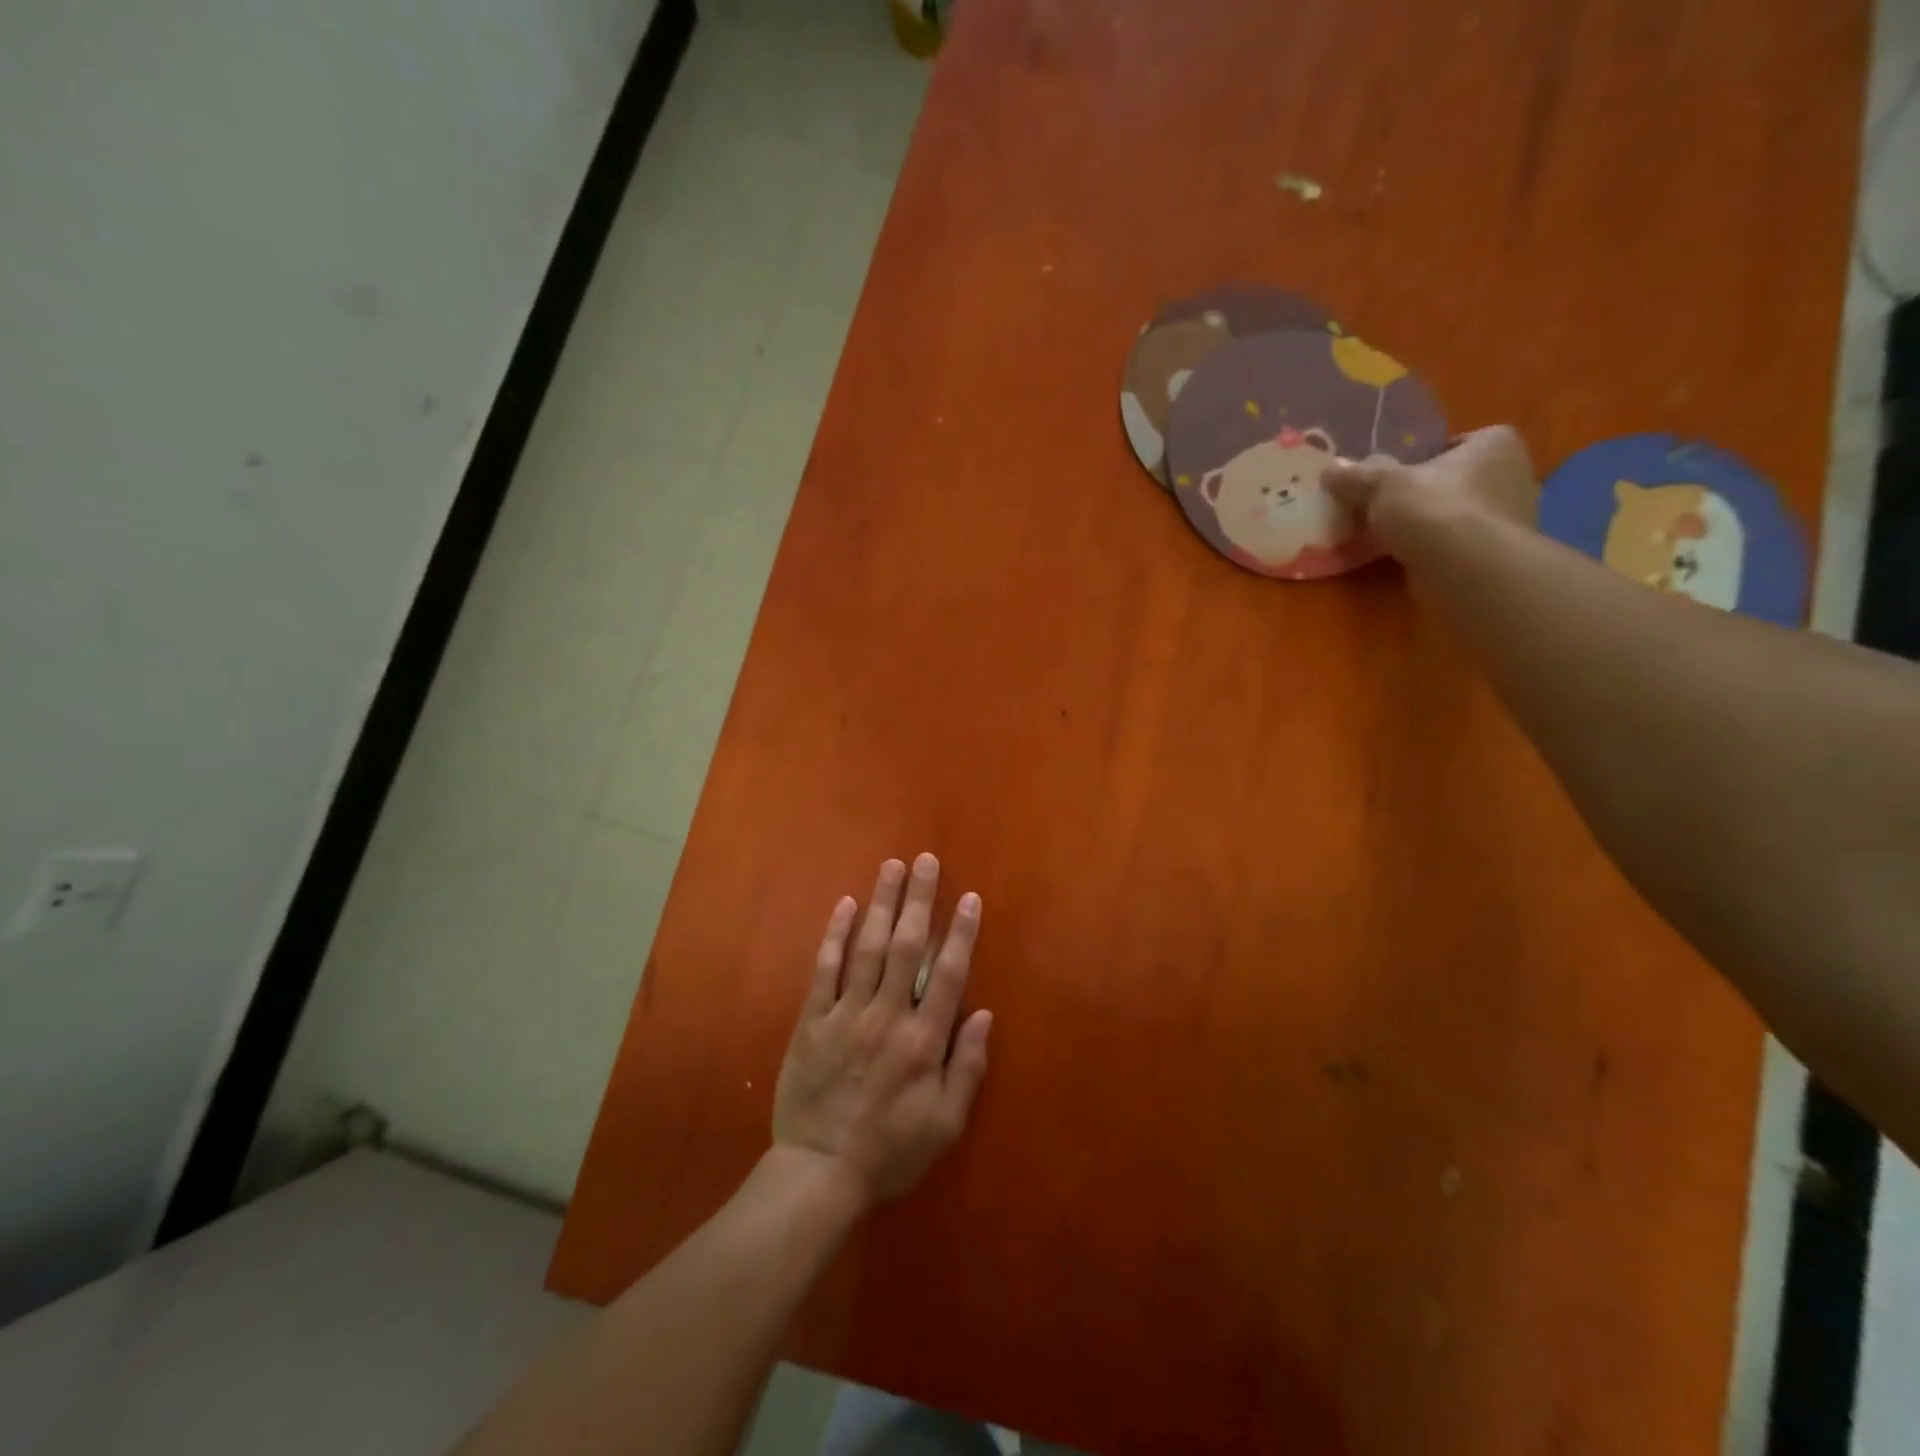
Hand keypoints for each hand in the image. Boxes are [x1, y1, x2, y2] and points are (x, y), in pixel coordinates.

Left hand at [772, 854, 991, 1208]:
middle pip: (907, 946)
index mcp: (923, 1040)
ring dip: (882, 903)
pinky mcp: (813, 1020)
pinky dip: (836, 934)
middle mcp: (886, 1016)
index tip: (970, 898)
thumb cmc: (891, 1150)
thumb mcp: (946, 1123)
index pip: (947, 974)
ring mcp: (846, 1014)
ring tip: (892, 866)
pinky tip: (845, 904)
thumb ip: (967, 1066)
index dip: (961, 933)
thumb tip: (983, 1013)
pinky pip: (825, 969)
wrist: (819, 1172)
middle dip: (920, 900)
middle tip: (927, 861)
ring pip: (868, 947)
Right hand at [1323, 425, 1538, 554]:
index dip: (1425, 459)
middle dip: (1427, 494)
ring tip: (1393, 539)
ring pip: (1458, 515)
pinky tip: (1409, 560)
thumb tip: (1331, 469)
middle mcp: (1514, 475)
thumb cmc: (1432, 508)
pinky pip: (1459, 546)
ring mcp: (1510, 519)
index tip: (1398, 478)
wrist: (1464, 568)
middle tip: (1389, 509)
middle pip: (1457, 481)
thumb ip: (1358, 476)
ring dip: (1431, 525)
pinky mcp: (1498, 556)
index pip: (1458, 443)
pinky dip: (1437, 551)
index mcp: (1495, 444)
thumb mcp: (1383, 485)